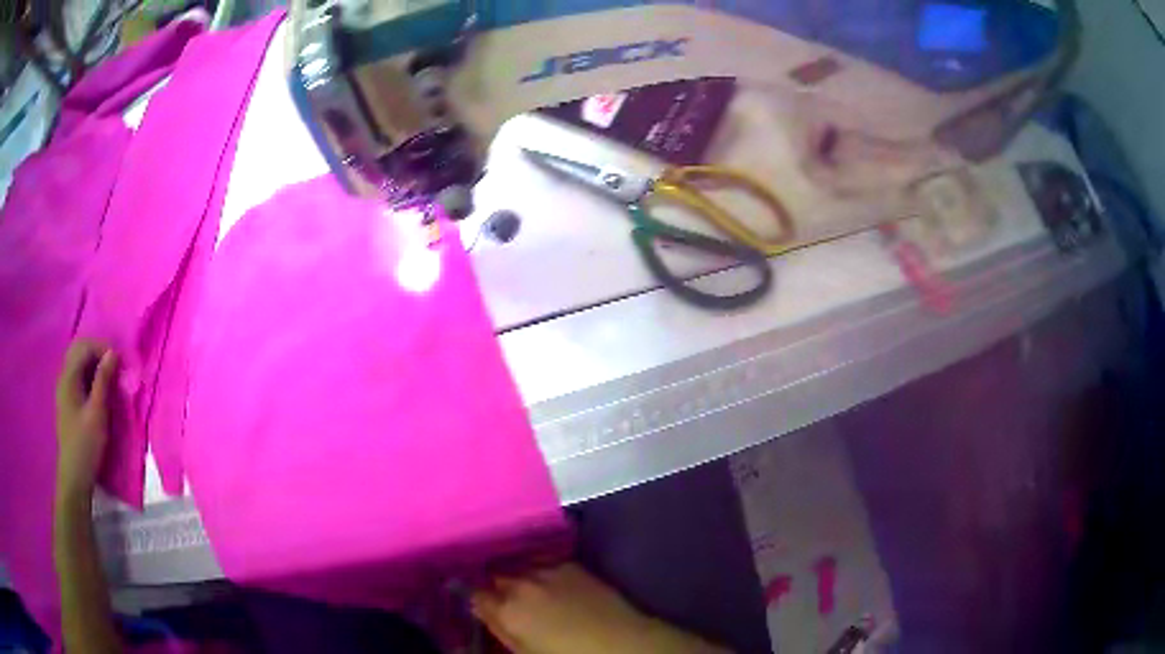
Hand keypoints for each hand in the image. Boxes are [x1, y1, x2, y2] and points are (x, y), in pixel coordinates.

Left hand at [55, 340, 118, 502]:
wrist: (74, 477)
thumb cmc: (86, 445)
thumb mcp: (97, 414)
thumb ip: (104, 381)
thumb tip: (113, 353)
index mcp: (69, 377)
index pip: (85, 346)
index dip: (103, 348)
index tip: (120, 362)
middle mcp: (64, 377)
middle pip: (79, 351)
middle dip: (98, 353)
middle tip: (115, 367)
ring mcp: (64, 389)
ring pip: (78, 363)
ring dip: (94, 364)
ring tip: (109, 378)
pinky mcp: (68, 401)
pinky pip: (78, 376)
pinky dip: (89, 376)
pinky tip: (98, 390)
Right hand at [471, 563, 725, 653]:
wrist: (620, 641)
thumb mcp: (525, 651)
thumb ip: (499, 629)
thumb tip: (482, 611)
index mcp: (507, 609)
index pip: (474, 593)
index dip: (475, 598)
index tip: (476, 601)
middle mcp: (522, 582)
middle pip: (493, 574)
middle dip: (492, 582)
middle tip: (497, 593)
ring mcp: (547, 570)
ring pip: (517, 563)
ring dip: (513, 571)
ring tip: (518, 582)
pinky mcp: (570, 564)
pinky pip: (541, 560)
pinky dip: (535, 567)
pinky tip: (541, 577)